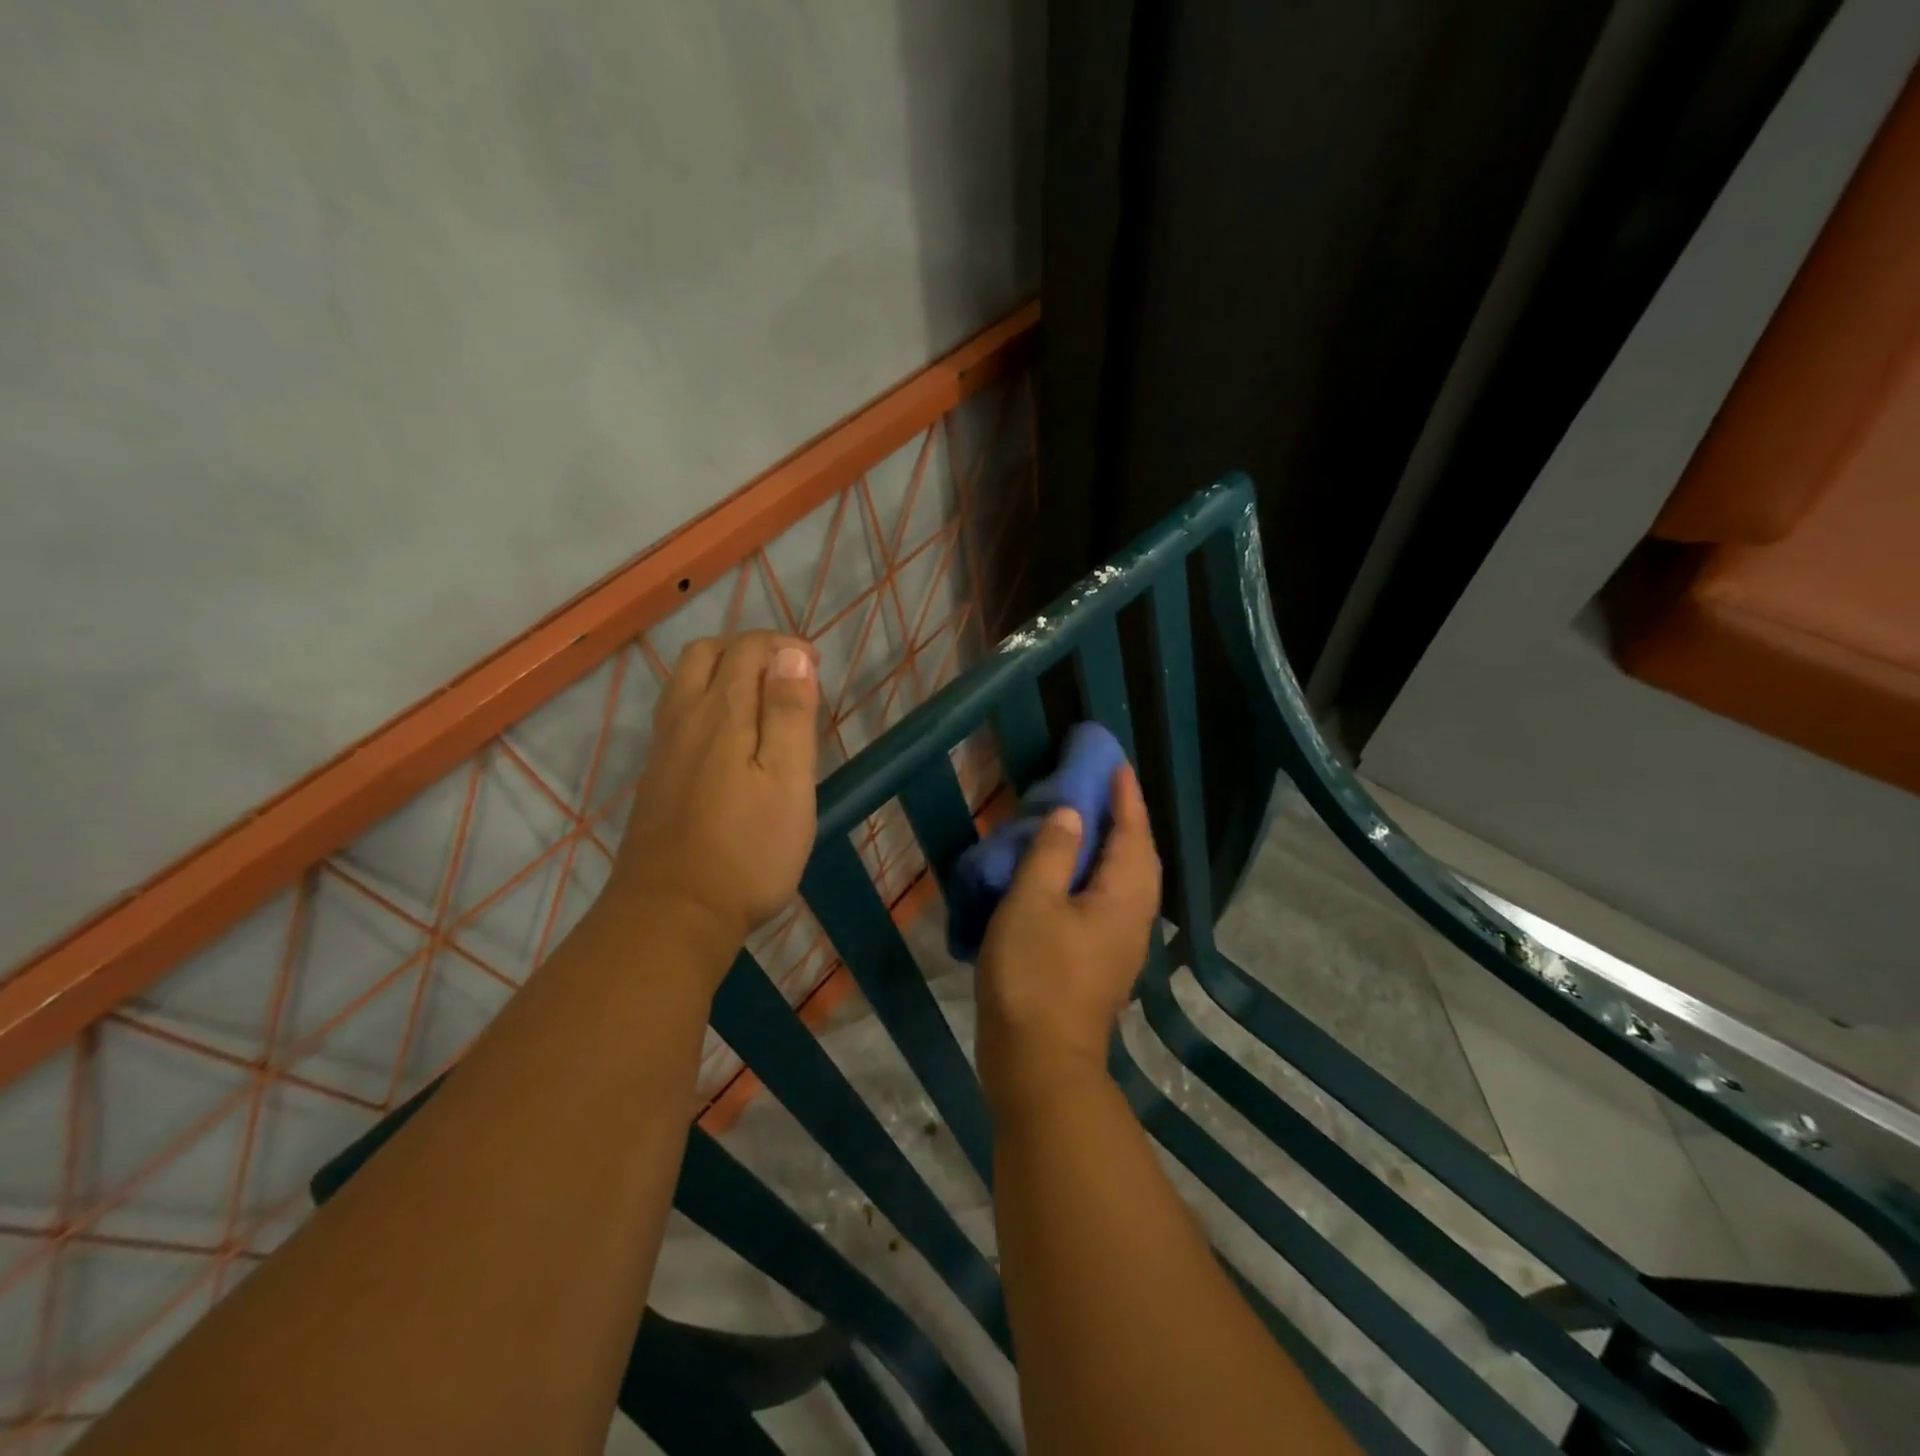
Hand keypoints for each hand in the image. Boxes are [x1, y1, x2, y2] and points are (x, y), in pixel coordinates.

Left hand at [607, 632, 821, 967]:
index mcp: (721, 713)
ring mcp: (664, 749)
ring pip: (685, 684)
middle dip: (749, 651)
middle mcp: (684, 718)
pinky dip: (707, 703)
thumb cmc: (748, 850)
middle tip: (788, 678)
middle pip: (706, 655)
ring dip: (724, 674)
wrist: (673, 914)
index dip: (783, 645)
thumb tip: (791, 654)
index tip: (816, 666)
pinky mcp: (656, 777)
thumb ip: (789, 713)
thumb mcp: (788, 780)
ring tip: (763, 704)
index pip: (747, 649)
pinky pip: (678, 715)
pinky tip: (731, 741)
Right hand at [975, 765, 1161, 1120]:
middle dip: (1125, 817)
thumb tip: (1073, 814)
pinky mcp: (1103, 961)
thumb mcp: (1032, 903)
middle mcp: (1133, 916)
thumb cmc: (1033, 976)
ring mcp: (1121, 943)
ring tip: (1088, 820)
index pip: (1132, 832)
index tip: (1116, 763)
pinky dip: (1097, 873)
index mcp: (1123, 896)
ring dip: (1112, 845)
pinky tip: (1072, 873)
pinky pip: (1110, 900)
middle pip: (1138, 855)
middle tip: (1101, 786)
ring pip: (1126, 880)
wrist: (1037, 1062)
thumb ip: (1053, 852)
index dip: (1125, 796)